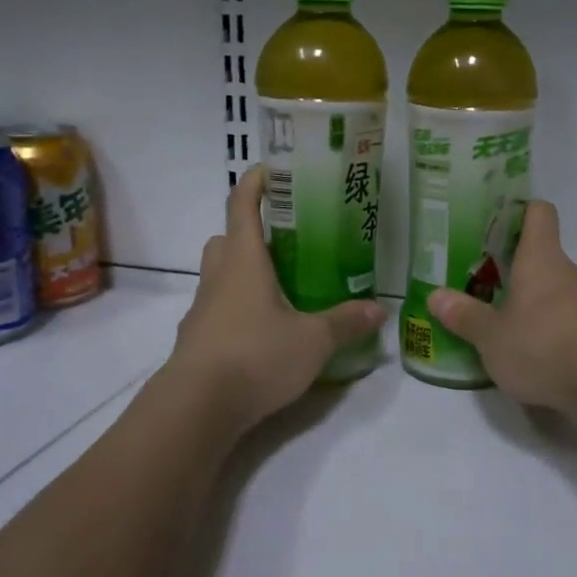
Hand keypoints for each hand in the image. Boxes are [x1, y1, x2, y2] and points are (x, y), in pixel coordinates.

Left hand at [167, 166, 386, 432]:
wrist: (197, 406)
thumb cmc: (256, 356)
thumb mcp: (313, 340)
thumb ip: (346, 322)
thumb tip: (380, 309)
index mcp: (243, 260)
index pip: (241, 205)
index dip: (255, 182)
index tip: (272, 170)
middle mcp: (218, 277)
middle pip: (226, 239)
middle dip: (249, 232)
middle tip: (286, 242)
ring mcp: (202, 309)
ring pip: (219, 275)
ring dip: (243, 272)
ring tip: (281, 288)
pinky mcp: (197, 339)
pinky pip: (218, 309)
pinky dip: (238, 309)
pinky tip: (264, 332)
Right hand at [428, 200, 576, 412]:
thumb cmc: (544, 344)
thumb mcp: (492, 336)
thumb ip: (465, 316)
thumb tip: (435, 295)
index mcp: (540, 259)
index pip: (538, 214)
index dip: (520, 211)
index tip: (497, 222)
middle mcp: (569, 273)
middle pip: (544, 258)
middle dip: (516, 270)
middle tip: (484, 285)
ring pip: (557, 292)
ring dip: (534, 304)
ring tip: (505, 327)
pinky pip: (571, 323)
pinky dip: (553, 332)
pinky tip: (535, 356)